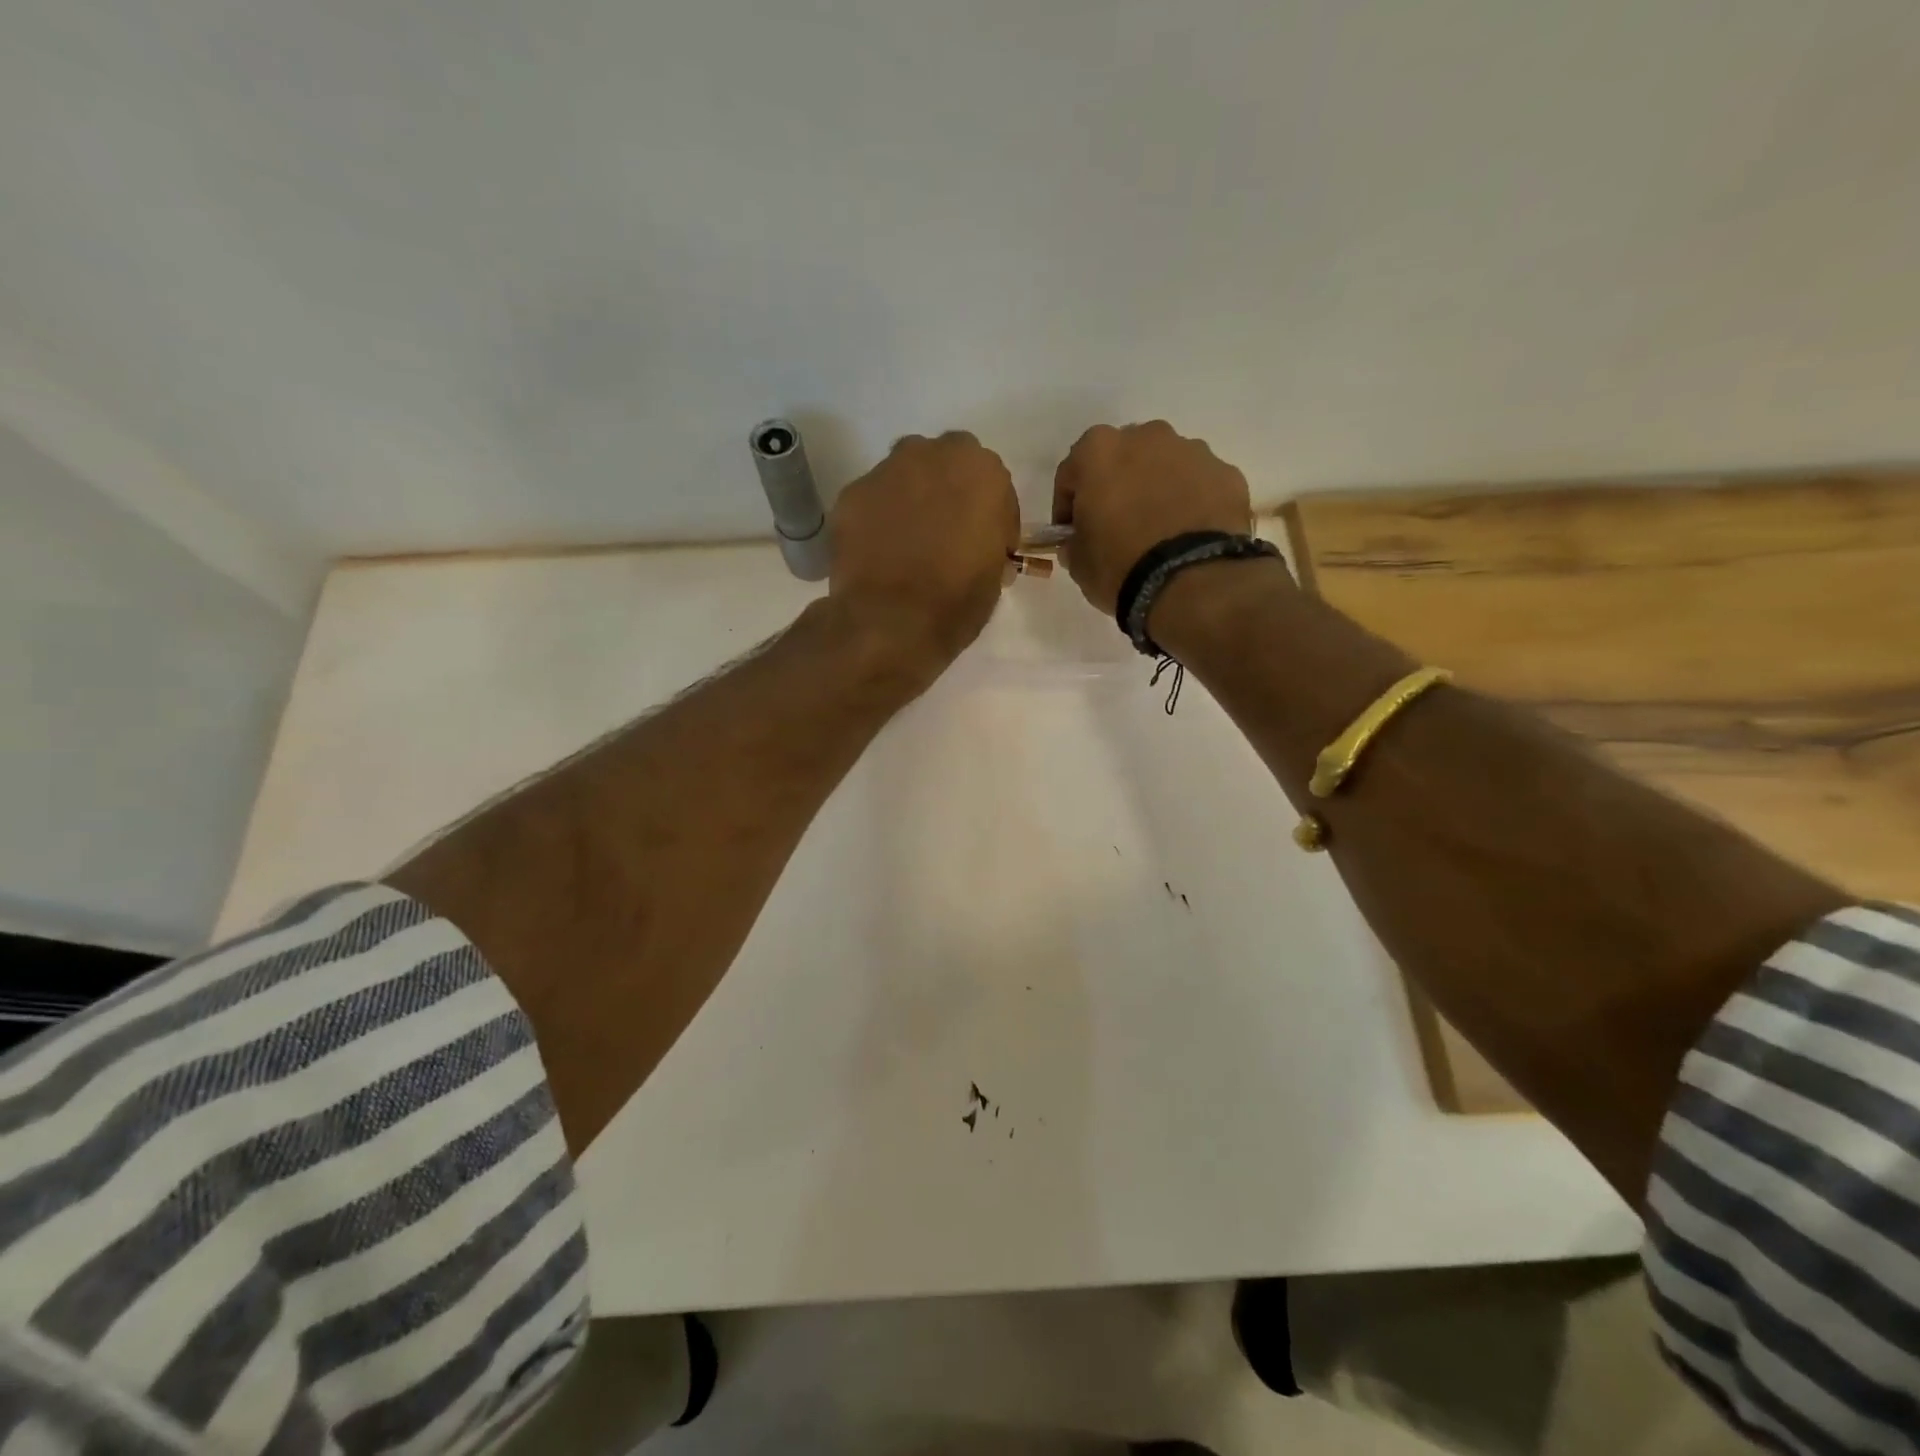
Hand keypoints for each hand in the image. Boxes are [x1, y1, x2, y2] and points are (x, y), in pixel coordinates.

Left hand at [829, 431, 1019, 675]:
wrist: (891, 622)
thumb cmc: (957, 601)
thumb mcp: (994, 573)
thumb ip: (989, 543)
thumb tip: (978, 547)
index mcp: (981, 471)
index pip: (993, 485)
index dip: (991, 516)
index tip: (986, 544)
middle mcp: (931, 455)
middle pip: (944, 465)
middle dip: (947, 493)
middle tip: (946, 534)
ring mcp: (884, 472)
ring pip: (904, 478)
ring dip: (910, 500)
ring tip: (908, 543)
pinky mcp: (849, 495)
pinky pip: (872, 502)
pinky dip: (877, 520)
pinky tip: (878, 552)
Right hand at [1051, 421, 1255, 613]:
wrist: (1191, 582)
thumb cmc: (1120, 566)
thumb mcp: (1079, 562)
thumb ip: (1074, 541)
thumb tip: (1080, 540)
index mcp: (1100, 450)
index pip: (1072, 474)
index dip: (1068, 506)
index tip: (1072, 534)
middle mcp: (1148, 437)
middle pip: (1123, 459)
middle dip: (1118, 487)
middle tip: (1117, 527)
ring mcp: (1193, 451)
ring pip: (1165, 467)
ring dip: (1157, 490)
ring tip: (1159, 533)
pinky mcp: (1228, 474)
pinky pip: (1199, 486)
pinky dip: (1192, 503)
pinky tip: (1188, 536)